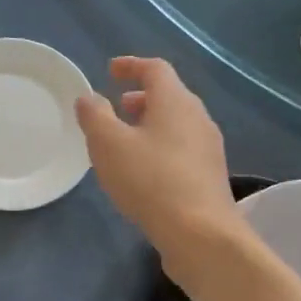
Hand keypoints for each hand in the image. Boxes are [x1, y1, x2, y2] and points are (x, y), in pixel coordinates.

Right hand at [75, 57, 239, 267]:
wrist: (200, 234)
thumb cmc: (150, 181)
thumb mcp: (109, 145)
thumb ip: (95, 116)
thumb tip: (90, 98)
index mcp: (176, 101)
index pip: (155, 69)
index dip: (131, 66)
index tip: (110, 71)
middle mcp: (198, 118)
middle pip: (170, 96)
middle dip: (141, 98)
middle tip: (117, 107)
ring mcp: (209, 148)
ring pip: (177, 124)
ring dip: (151, 124)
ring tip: (126, 141)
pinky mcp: (210, 176)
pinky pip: (182, 149)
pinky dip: (161, 147)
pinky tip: (145, 172)